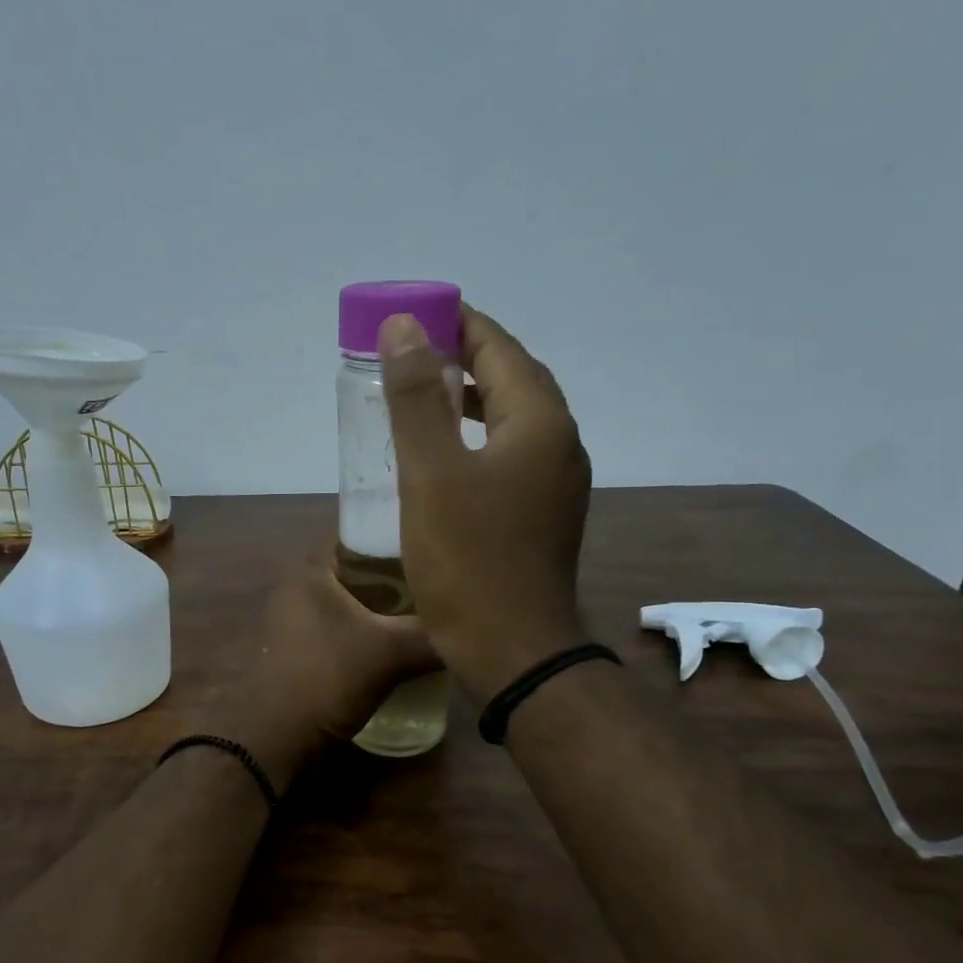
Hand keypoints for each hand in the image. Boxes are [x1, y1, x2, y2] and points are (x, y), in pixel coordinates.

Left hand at [209, 553, 439, 789]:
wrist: (275, 740)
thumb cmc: (325, 678)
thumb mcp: (388, 652)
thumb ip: (432, 634)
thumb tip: (476, 627)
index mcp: (311, 569)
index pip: (360, 535)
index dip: (398, 536)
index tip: (436, 547)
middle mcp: (299, 587)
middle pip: (359, 570)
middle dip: (398, 577)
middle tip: (441, 584)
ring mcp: (297, 621)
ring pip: (353, 603)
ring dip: (386, 609)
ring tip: (430, 613)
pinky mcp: (302, 651)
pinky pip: (345, 630)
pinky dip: (371, 633)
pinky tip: (402, 645)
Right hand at [379, 304, 591, 698]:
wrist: (513, 649)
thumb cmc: (468, 560)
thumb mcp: (432, 474)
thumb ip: (416, 397)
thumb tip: (404, 327)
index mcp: (538, 423)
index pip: (499, 349)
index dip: (458, 324)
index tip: (415, 313)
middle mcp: (558, 444)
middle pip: (512, 380)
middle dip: (464, 357)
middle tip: (412, 350)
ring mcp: (556, 483)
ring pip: (511, 420)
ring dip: (470, 399)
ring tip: (422, 393)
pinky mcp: (543, 515)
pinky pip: (510, 455)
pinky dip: (476, 438)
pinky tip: (444, 456)